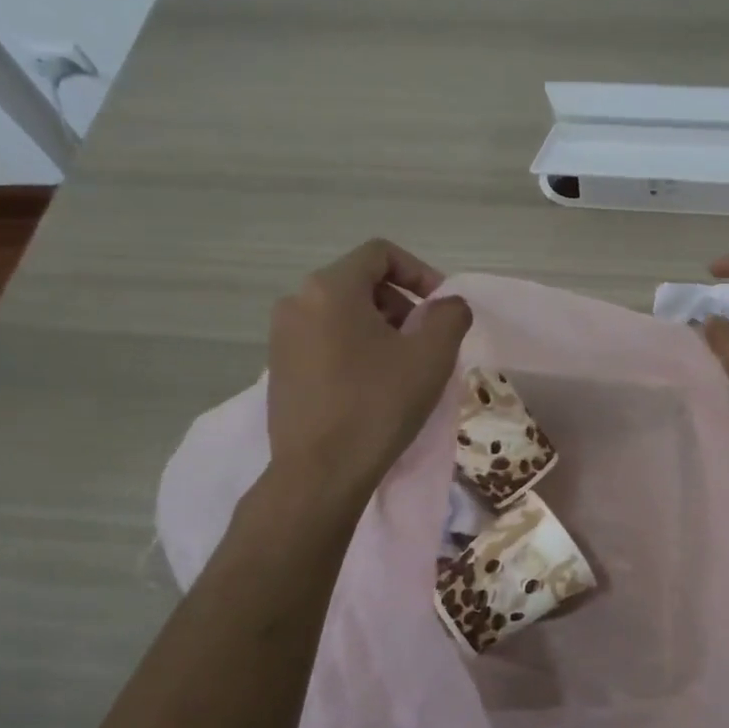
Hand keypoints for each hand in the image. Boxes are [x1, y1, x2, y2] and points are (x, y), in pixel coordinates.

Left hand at [263, 239, 471, 504]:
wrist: (320, 473)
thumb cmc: (378, 405)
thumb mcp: (431, 356)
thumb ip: (449, 315)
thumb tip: (448, 304)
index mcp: (330, 288)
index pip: (381, 254)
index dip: (420, 272)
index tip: (441, 307)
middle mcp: (296, 302)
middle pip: (360, 283)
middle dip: (401, 304)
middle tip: (426, 341)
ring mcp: (281, 337)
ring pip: (342, 314)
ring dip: (380, 329)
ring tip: (403, 367)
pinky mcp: (279, 369)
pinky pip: (324, 340)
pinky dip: (354, 349)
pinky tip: (372, 387)